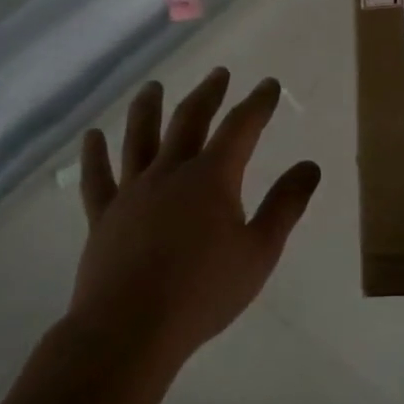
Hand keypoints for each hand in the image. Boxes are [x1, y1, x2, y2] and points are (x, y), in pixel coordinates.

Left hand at [69, 68, 320, 370]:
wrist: (130, 329)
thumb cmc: (203, 292)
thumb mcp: (259, 251)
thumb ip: (285, 205)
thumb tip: (310, 166)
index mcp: (212, 178)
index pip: (240, 127)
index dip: (257, 103)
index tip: (268, 85)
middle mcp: (170, 172)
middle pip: (189, 120)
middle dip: (208, 94)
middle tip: (219, 74)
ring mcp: (132, 191)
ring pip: (139, 138)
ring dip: (147, 108)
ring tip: (153, 87)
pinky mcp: (104, 216)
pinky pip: (98, 177)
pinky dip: (95, 154)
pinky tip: (93, 136)